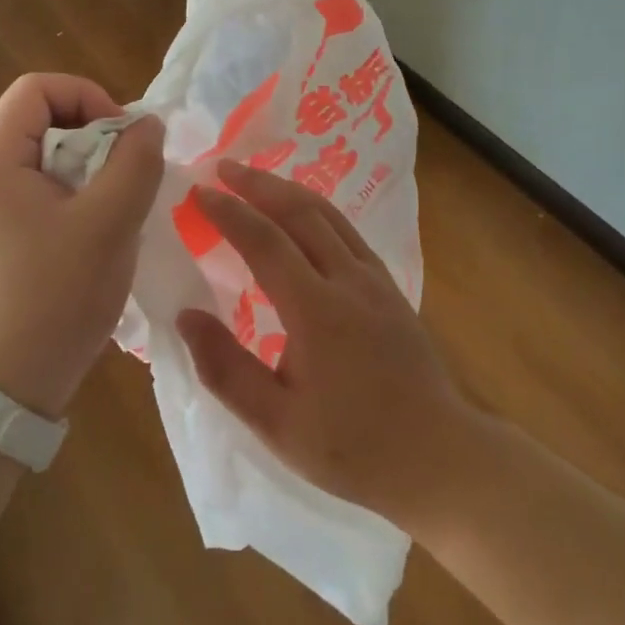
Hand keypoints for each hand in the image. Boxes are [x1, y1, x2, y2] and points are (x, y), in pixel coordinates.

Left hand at [0, 74, 163, 420]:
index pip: (35, 88)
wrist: (7, 386)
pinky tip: (102, 231)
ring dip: (93, 169)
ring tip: (120, 206)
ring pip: (50, 157)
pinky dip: (80, 195)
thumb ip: (135, 163)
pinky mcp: (2, 235)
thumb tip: (148, 124)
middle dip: (95, 135)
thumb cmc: (56, 297)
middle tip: (128, 175)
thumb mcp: (109, 224)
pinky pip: (45, 190)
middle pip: (43, 119)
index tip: (121, 138)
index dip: (86, 96)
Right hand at [176, 161, 478, 530]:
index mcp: (316, 310)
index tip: (199, 192)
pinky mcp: (390, 287)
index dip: (229, 212)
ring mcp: (375, 280)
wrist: (438, 457)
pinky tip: (304, 215)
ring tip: (257, 179)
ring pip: (328, 215)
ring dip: (288, 190)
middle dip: (258, 184)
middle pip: (300, 212)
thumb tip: (185, 315)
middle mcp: (348, 280)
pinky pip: (348, 231)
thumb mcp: (276, 423)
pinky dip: (317, 210)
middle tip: (223, 167)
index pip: (265, 242)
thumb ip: (226, 367)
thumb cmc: (352, 447)